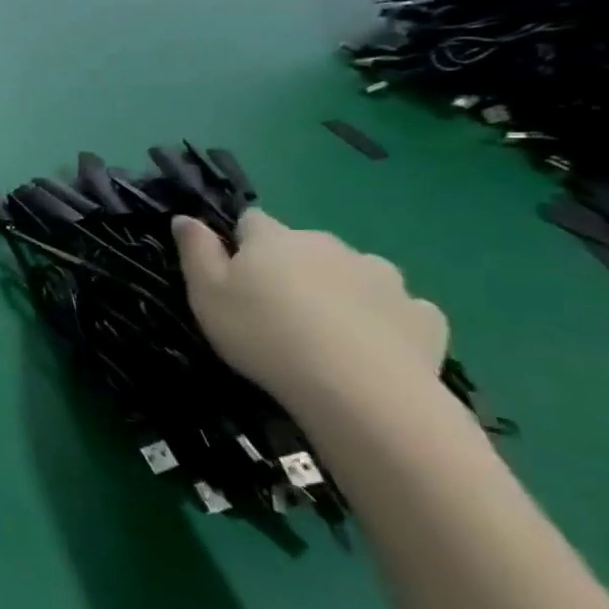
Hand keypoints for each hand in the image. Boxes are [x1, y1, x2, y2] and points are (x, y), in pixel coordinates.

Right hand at [174, 209, 448, 413]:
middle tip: (276, 310)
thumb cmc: (264, 336)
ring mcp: (385, 277)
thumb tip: (185, 217)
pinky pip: (398, 307)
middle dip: (292, 267)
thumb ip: (196, 251)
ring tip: (326, 332)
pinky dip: (382, 319)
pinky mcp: (423, 315)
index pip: (252, 220)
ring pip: (353, 273)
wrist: (360, 390)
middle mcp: (331, 246)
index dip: (240, 242)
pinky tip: (371, 348)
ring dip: (339, 290)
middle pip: (304, 247)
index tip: (234, 273)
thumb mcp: (207, 295)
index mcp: (276, 239)